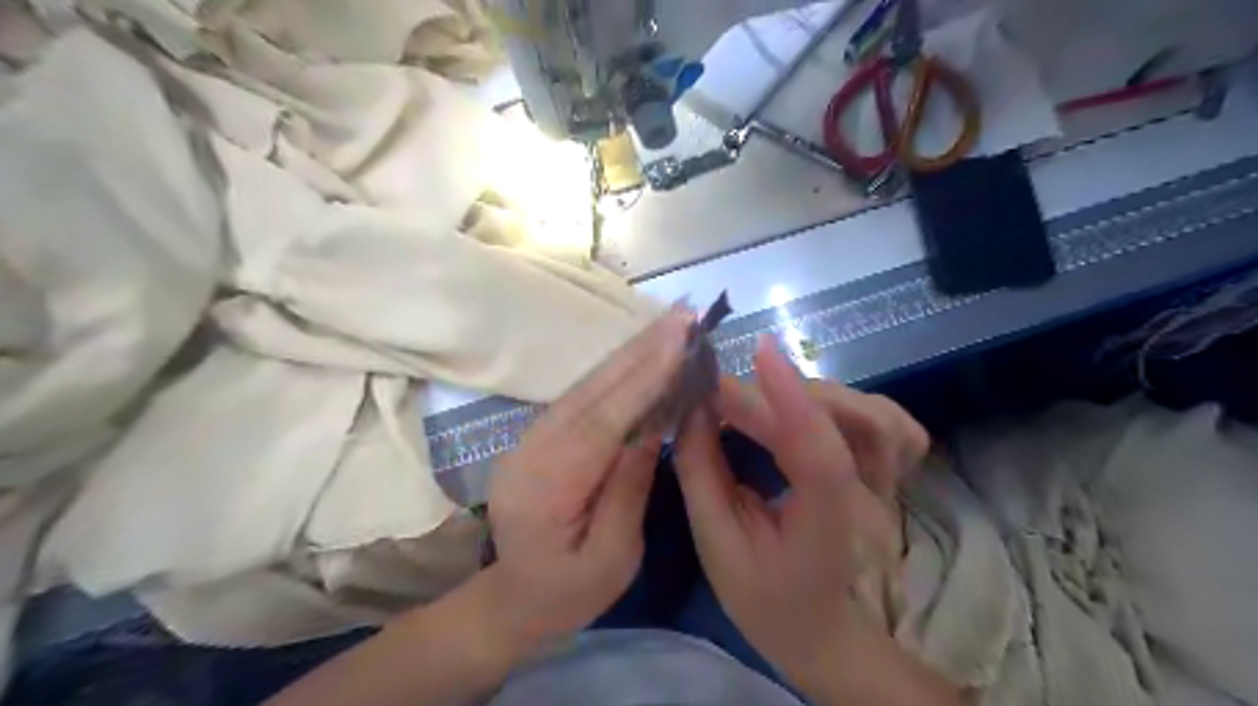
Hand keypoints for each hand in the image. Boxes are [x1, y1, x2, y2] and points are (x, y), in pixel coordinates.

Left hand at [486, 311, 692, 654]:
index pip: (603, 422)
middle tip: (683, 316)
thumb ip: (628, 490)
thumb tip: (653, 427)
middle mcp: (532, 450)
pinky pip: (583, 396)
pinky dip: (616, 372)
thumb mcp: (612, 559)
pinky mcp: (541, 434)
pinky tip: (642, 352)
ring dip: (630, 353)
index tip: (678, 341)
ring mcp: (531, 438)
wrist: (512, 599)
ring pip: (586, 386)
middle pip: (592, 392)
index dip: (642, 379)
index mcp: (547, 487)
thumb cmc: (567, 594)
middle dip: (640, 350)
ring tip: (670, 324)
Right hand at [679, 338, 931, 699]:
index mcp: (826, 532)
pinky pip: (889, 421)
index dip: (792, 401)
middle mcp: (872, 503)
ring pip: (876, 415)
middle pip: (843, 422)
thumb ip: (701, 471)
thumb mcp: (717, 544)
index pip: (822, 459)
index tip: (758, 351)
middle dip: (772, 394)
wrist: (822, 627)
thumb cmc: (765, 597)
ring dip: (811, 394)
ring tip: (759, 403)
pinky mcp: (892, 474)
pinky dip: (851, 403)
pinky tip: (813, 410)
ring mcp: (892, 486)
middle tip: (715, 396)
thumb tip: (690, 407)